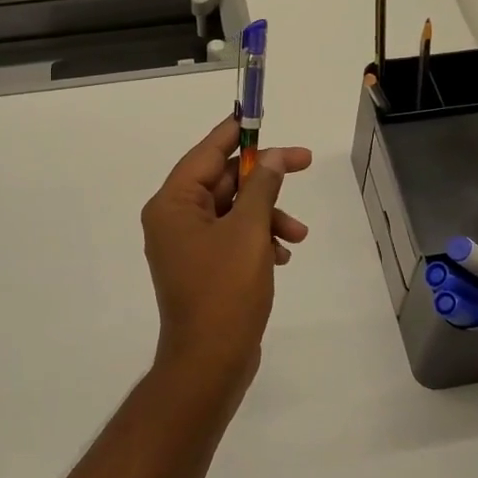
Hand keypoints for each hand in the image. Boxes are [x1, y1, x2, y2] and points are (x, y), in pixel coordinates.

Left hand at [141, 117, 312, 400]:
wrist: (210, 363)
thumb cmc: (225, 291)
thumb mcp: (249, 232)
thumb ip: (262, 187)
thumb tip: (273, 158)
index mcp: (173, 204)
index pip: (206, 153)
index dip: (236, 132)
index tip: (260, 115)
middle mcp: (174, 219)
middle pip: (223, 180)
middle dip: (264, 181)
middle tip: (304, 163)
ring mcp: (187, 245)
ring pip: (233, 211)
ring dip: (267, 215)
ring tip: (297, 235)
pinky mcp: (203, 268)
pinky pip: (233, 237)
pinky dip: (258, 239)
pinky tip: (282, 256)